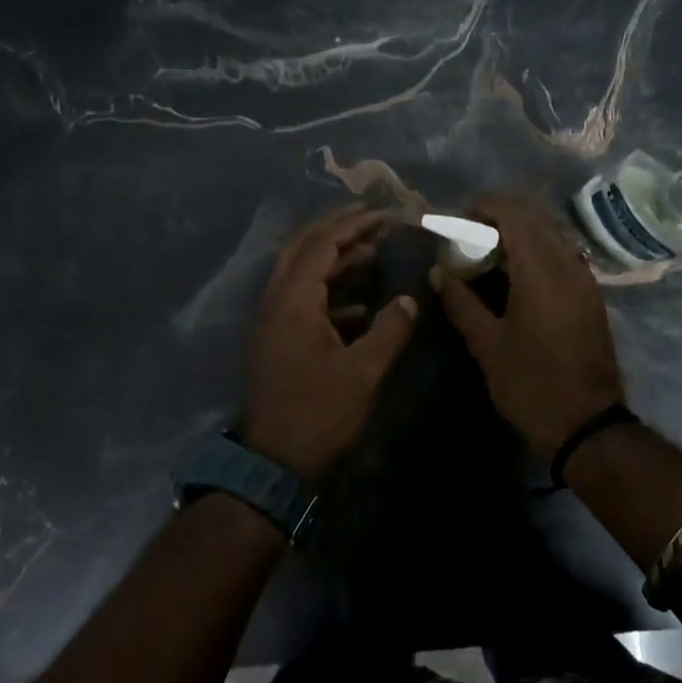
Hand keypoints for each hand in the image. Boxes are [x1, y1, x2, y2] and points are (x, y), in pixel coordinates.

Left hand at [243, 206, 418, 482]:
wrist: (272, 467)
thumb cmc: (318, 416)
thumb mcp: (363, 373)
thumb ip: (390, 330)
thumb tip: (409, 298)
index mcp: (293, 301)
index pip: (321, 245)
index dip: (354, 225)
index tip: (386, 215)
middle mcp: (275, 302)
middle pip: (303, 248)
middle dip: (337, 230)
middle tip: (372, 219)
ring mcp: (272, 322)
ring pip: (300, 273)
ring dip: (333, 259)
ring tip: (373, 253)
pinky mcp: (277, 341)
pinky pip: (302, 299)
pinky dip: (329, 290)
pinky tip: (361, 304)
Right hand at [432, 194, 626, 458]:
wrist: (588, 424)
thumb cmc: (531, 384)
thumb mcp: (488, 345)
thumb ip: (461, 302)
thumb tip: (438, 271)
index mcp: (541, 271)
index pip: (515, 215)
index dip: (485, 206)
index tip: (459, 216)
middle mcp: (568, 265)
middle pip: (535, 219)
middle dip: (501, 216)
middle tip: (469, 233)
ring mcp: (585, 280)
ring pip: (551, 236)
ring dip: (520, 233)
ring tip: (488, 252)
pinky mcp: (591, 296)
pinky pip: (562, 255)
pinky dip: (537, 251)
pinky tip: (516, 275)